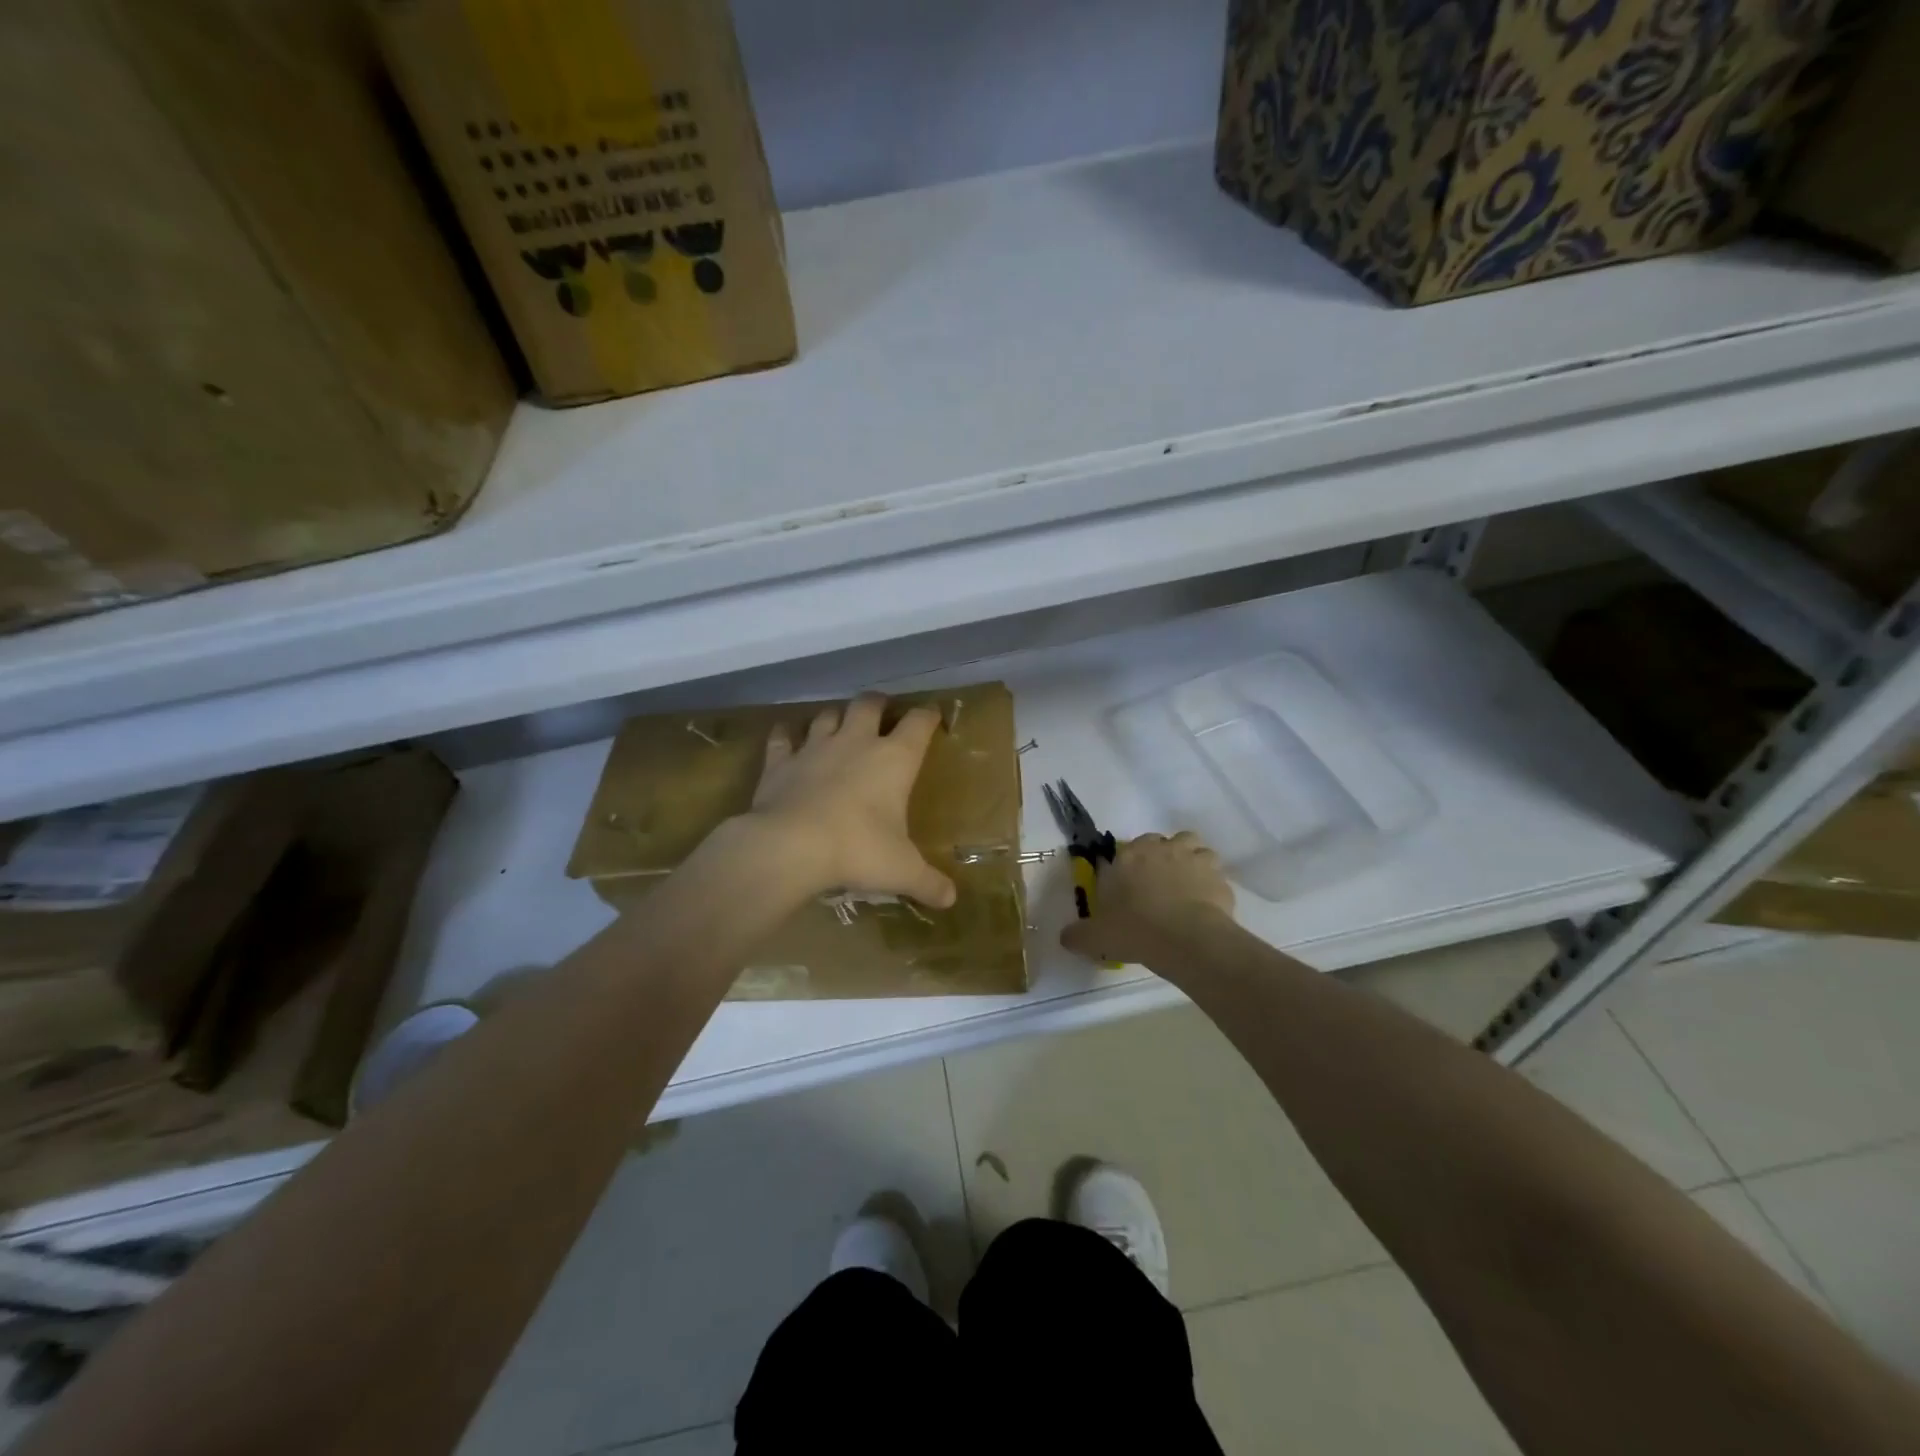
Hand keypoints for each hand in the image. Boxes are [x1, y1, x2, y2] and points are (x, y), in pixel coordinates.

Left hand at [744, 693, 956, 908]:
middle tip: (882, 711)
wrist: (791, 846)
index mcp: (894, 759)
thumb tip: (951, 900)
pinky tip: (786, 736)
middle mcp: (856, 742)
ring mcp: (815, 747)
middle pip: (868, 704)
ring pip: (827, 715)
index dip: (928, 716)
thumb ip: (928, 883)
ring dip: (835, 716)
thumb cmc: (858, 850)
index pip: (918, 723)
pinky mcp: (780, 761)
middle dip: (878, 704)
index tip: (933, 716)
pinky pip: (782, 736)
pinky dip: (786, 734)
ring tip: (838, 724)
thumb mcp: (901, 870)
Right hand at [1060, 831, 1233, 963]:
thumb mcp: (1096, 937)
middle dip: (1162, 857)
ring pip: (1195, 848)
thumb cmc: (1135, 930)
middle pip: (1163, 841)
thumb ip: (1078, 934)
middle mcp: (1162, 848)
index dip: (1131, 863)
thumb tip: (1065, 937)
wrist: (1185, 939)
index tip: (1131, 884)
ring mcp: (1194, 859)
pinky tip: (1206, 905)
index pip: (1129, 847)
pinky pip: (1216, 874)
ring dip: (1191, 861)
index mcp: (1129, 856)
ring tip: (1187, 887)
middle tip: (1159, 885)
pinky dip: (1212, 884)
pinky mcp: (1219, 877)